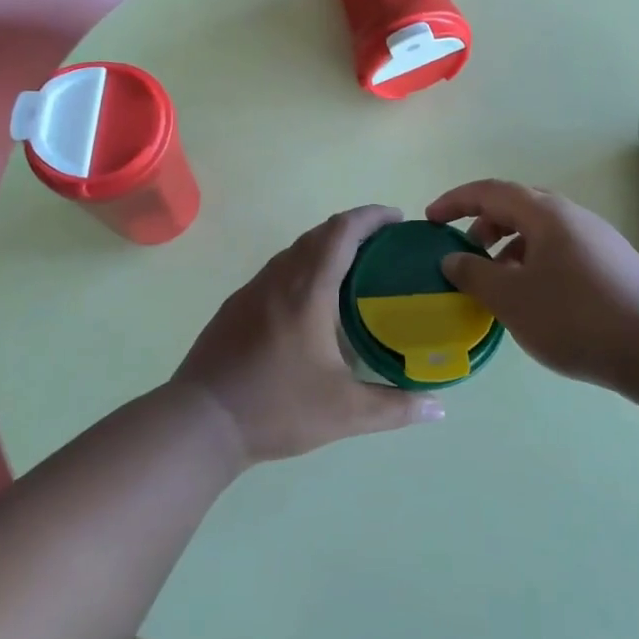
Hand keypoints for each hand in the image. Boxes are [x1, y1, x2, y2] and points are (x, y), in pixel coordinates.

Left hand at [171, 205, 445, 462]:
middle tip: (384, 245)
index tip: (397, 217)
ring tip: (354, 269)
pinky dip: (303, 267)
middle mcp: (278, 279)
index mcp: (307, 290)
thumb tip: (438, 408)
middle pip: (318, 234)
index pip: (341, 232)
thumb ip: (395, 408)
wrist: (200, 422)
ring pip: (294, 251)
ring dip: (325, 247)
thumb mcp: (344, 413)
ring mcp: (251, 290)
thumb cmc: (276, 408)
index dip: (370, 216)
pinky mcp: (235, 307)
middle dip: (353, 228)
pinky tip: (312, 301)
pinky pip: (277, 271)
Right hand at [426, 180, 638, 384]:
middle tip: (465, 252)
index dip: (455, 201)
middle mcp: (573, 217)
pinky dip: (534, 263)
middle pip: (517, 206)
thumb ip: (475, 274)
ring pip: (541, 231)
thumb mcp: (512, 299)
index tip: (430, 220)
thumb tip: (453, 259)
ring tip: (497, 282)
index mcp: (546, 214)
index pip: (490, 191)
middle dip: (484, 224)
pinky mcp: (613, 266)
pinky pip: (560, 251)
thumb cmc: (576, 318)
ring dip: (509, 247)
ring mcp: (597, 240)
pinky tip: (534, 300)